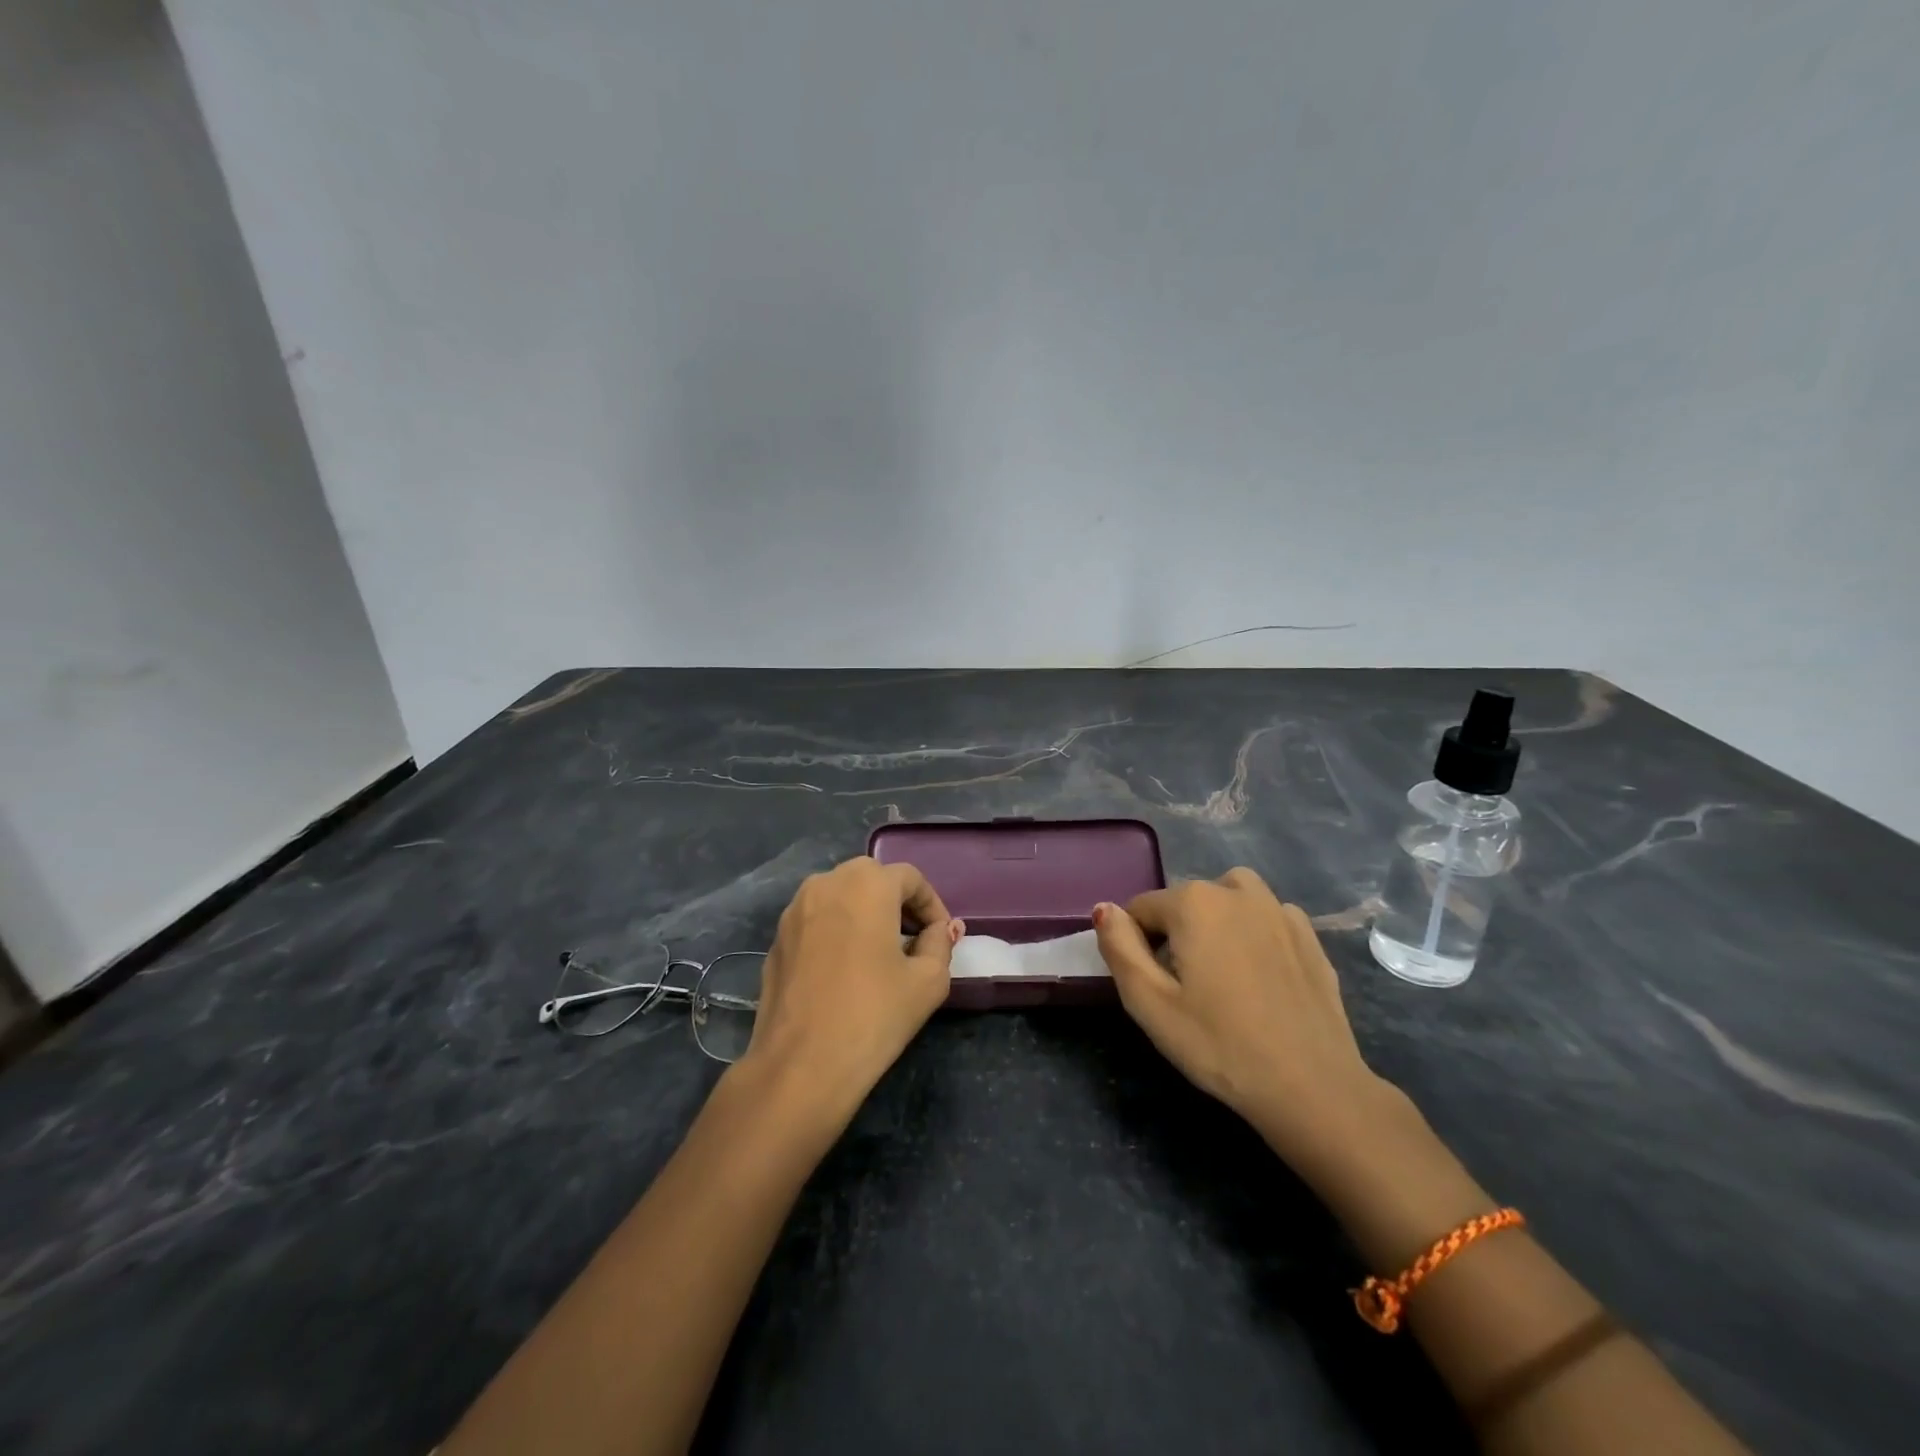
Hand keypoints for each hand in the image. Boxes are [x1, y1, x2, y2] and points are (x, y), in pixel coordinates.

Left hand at [740, 856, 961, 1118]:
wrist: (800, 1065)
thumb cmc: (873, 1015)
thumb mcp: (928, 981)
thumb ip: (940, 944)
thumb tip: (939, 930)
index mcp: (867, 884)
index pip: (910, 878)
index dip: (931, 904)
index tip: (941, 936)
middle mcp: (827, 883)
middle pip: (871, 879)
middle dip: (897, 903)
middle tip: (913, 940)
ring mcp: (794, 909)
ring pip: (840, 896)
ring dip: (864, 913)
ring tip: (880, 953)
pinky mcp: (776, 938)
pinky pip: (817, 920)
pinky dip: (837, 930)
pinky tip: (845, 970)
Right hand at [1092, 868, 1394, 1168]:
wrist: (1312, 1087)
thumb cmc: (1218, 1046)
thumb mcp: (1149, 1003)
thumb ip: (1119, 947)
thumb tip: (1105, 909)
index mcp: (1194, 902)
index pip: (1142, 909)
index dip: (1138, 946)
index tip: (1156, 987)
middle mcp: (1237, 891)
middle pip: (1186, 902)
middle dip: (1177, 933)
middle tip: (1188, 990)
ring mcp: (1279, 910)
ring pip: (1229, 900)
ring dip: (1217, 922)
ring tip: (1223, 973)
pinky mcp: (1310, 936)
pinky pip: (1267, 919)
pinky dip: (1255, 934)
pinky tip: (1262, 978)